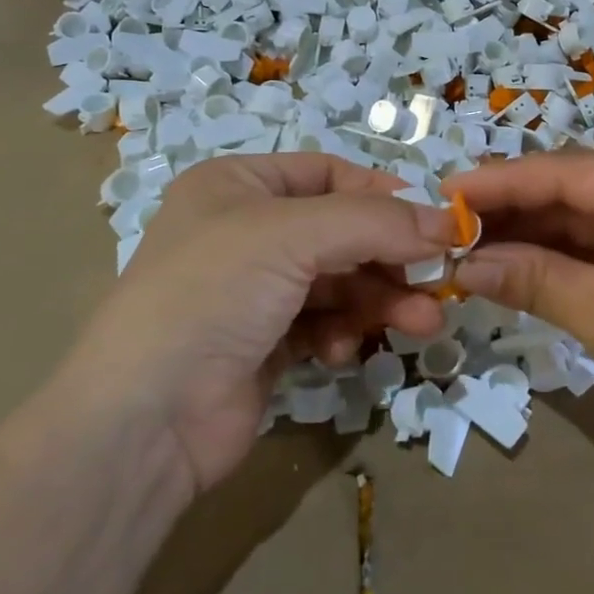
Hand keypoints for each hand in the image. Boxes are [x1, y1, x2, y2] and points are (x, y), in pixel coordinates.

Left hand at [75, 154, 452, 493]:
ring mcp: (255, 291)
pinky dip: (343, 333)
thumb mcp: (293, 236)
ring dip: (380, 300)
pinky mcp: (264, 344)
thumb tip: (449, 223)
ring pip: (339, 282)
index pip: (328, 173)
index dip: (383, 193)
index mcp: (237, 185)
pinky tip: (343, 351)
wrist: (145, 420)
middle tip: (439, 282)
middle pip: (341, 232)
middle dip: (390, 258)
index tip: (436, 221)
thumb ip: (376, 222)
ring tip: (421, 323)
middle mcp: (245, 231)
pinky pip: (323, 324)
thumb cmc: (213, 294)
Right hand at [445, 151, 593, 468]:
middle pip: (574, 189)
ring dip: (526, 233)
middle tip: (448, 223)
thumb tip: (465, 263)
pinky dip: (550, 256)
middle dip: (512, 207)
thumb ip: (537, 281)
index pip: (573, 171)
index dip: (506, 180)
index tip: (447, 190)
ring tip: (465, 244)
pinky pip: (593, 246)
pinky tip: (507, 263)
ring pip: (579, 217)